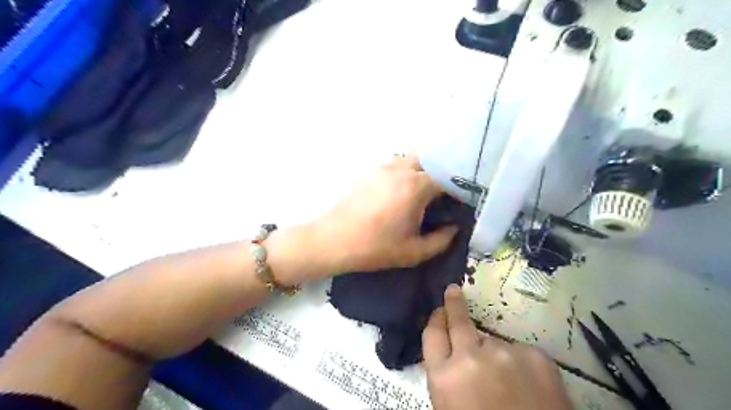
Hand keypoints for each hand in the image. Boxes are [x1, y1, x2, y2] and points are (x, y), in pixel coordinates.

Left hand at [313, 155, 455, 274]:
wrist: (333, 241)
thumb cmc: (375, 248)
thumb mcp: (413, 252)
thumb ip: (441, 240)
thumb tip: (454, 228)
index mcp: (416, 186)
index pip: (446, 180)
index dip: (455, 191)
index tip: (456, 204)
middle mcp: (401, 169)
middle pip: (428, 162)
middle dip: (436, 176)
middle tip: (435, 198)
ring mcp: (381, 166)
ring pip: (408, 160)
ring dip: (416, 172)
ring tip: (414, 194)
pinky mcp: (366, 170)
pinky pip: (390, 165)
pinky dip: (398, 173)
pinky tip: (393, 193)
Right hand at [427, 285, 573, 409]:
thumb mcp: (450, 407)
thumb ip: (447, 377)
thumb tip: (451, 353)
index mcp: (445, 378)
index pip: (432, 334)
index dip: (435, 320)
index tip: (439, 312)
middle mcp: (471, 358)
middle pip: (459, 321)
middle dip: (454, 304)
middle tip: (454, 291)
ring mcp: (505, 353)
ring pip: (493, 343)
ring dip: (495, 355)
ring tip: (508, 382)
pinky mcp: (535, 356)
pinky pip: (520, 353)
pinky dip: (520, 365)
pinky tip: (529, 388)